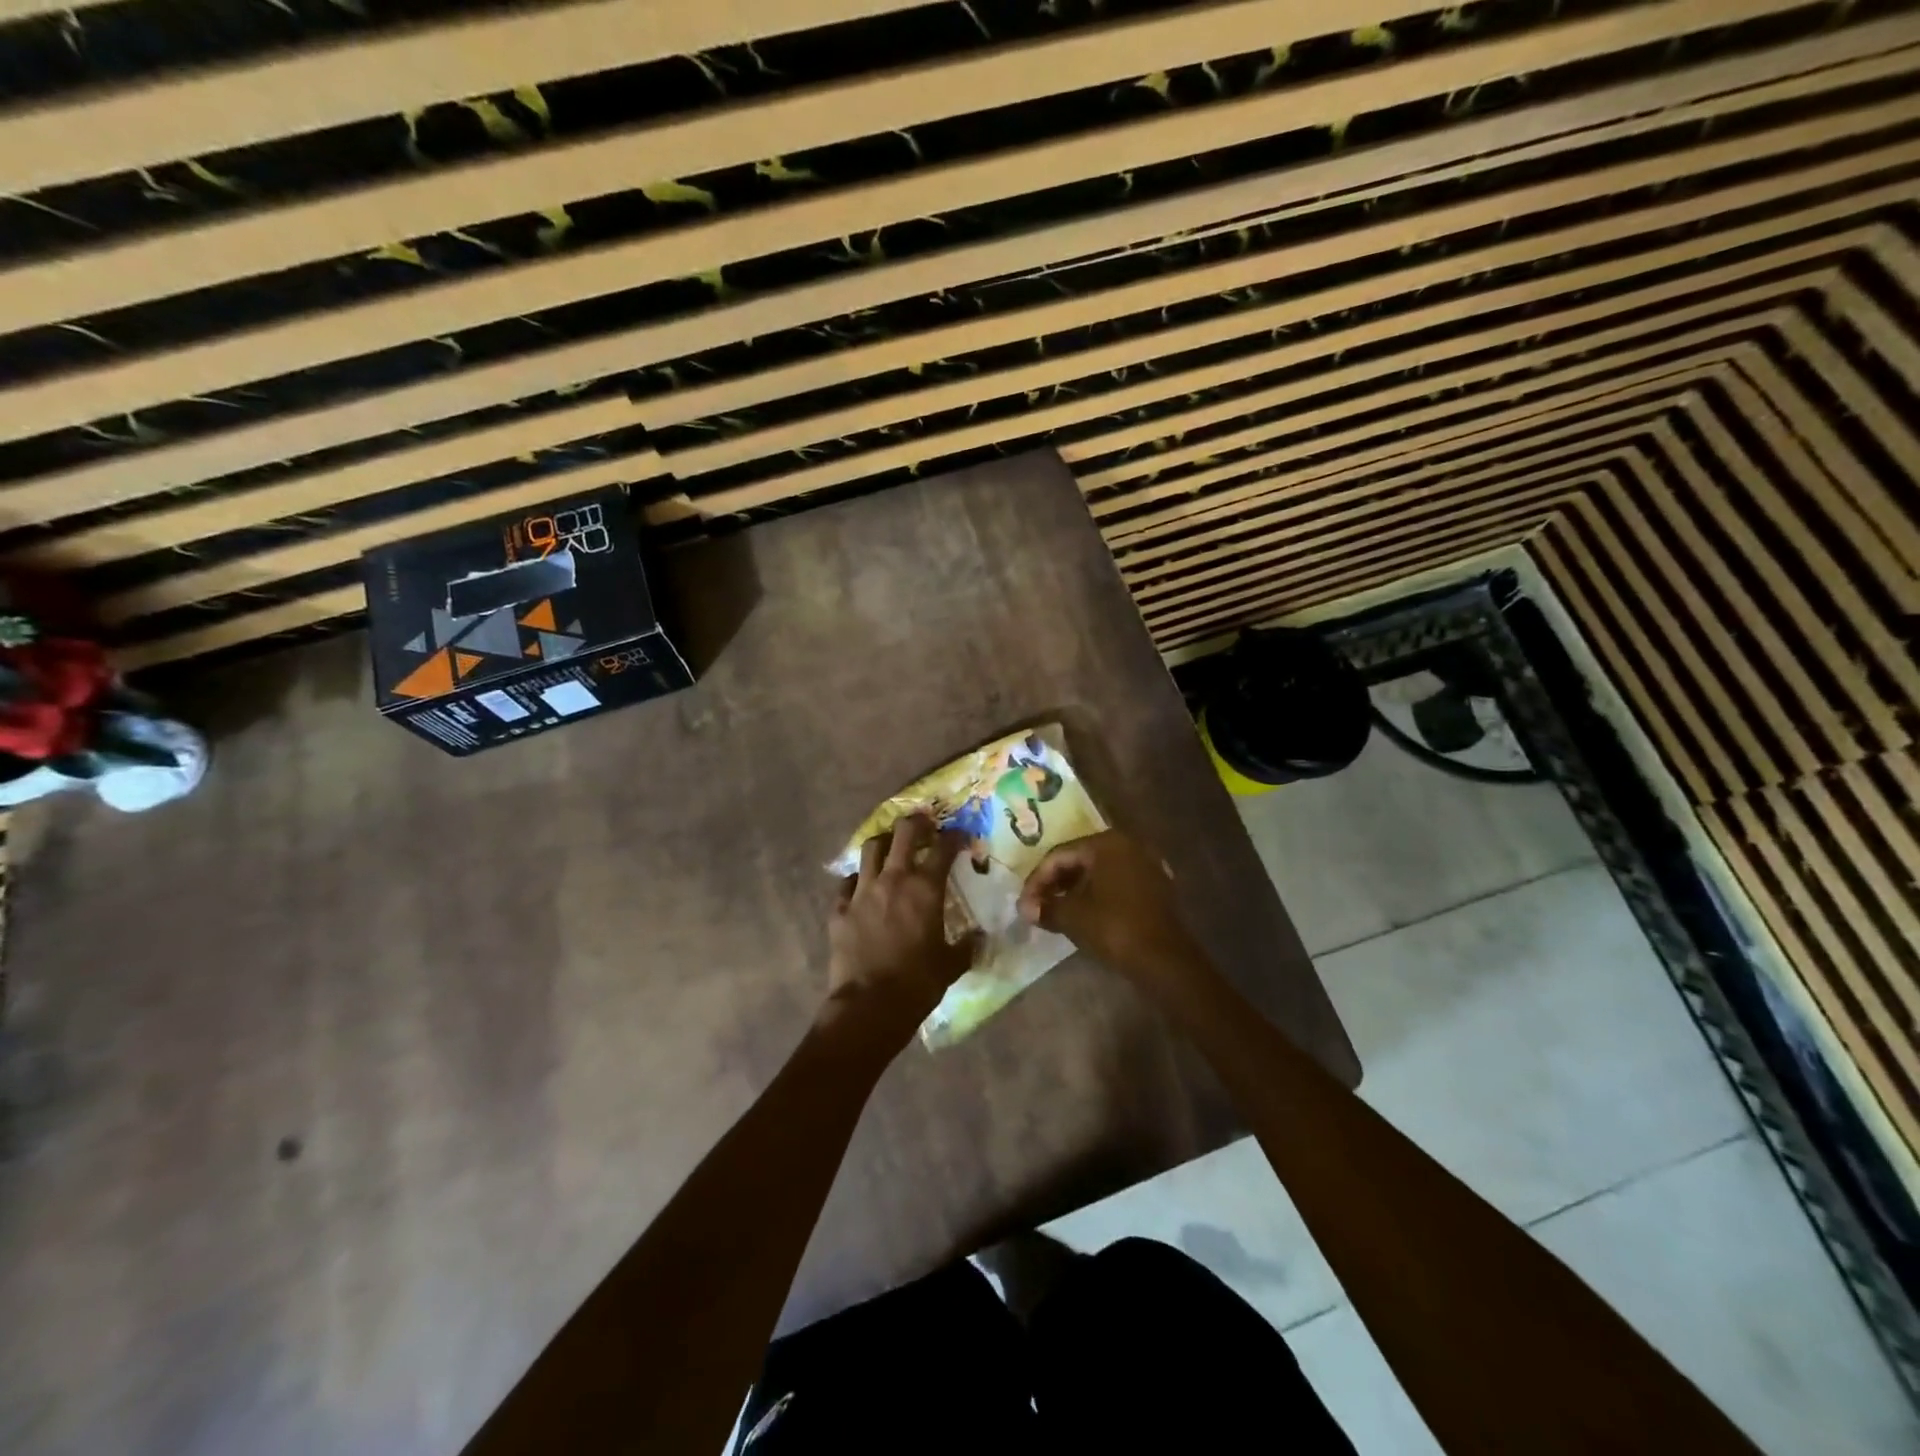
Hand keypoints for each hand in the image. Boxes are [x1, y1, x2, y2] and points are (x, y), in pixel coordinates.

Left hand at [825, 814, 979, 1043]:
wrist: (869, 1006)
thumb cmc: (917, 983)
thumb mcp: (952, 965)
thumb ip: (968, 946)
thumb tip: (980, 938)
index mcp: (925, 888)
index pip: (943, 848)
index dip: (955, 837)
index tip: (961, 837)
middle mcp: (893, 880)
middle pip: (903, 833)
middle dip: (916, 823)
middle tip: (924, 824)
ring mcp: (862, 892)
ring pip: (871, 849)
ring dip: (884, 843)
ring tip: (891, 847)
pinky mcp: (839, 909)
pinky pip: (847, 883)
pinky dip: (857, 879)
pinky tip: (862, 887)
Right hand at [1018, 830, 1202, 989]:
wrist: (1164, 960)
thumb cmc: (1114, 928)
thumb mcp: (1072, 916)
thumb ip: (1046, 907)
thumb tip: (1026, 908)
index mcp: (1106, 842)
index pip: (1059, 855)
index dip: (1036, 880)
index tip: (1023, 904)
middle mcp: (1128, 844)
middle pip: (1079, 859)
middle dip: (1055, 883)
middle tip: (1037, 906)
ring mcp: (1145, 864)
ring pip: (1098, 871)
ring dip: (1074, 889)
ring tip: (1055, 911)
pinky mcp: (1155, 885)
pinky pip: (1116, 882)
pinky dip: (1096, 894)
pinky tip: (1083, 913)